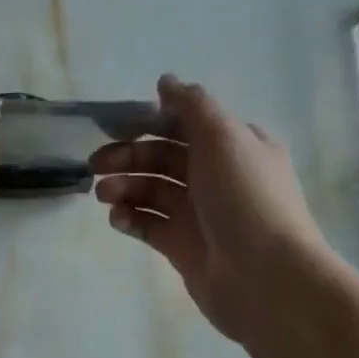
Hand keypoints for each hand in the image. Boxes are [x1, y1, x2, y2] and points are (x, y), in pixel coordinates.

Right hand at [90, 75, 341, 347]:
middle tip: (95, 166)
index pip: (185, 125)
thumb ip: (192, 107)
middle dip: (128, 158)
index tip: (115, 128)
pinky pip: (148, 225)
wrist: (264, 276)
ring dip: (124, 188)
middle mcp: (216, 177)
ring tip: (103, 196)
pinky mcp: (181, 246)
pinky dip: (130, 219)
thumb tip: (165, 81)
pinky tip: (117, 219)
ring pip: (152, 192)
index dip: (149, 123)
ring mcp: (198, 214)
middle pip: (162, 159)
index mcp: (234, 146)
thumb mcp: (224, 139)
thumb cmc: (245, 199)